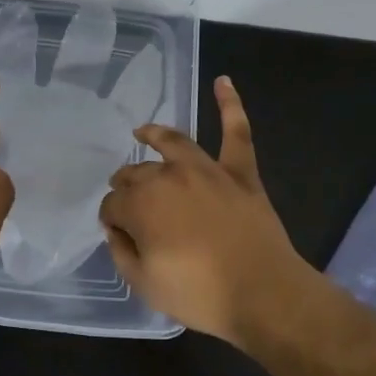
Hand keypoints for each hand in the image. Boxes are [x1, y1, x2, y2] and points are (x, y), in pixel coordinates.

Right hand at [98, 76, 310, 342]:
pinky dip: (230, 105)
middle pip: (137, 174)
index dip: (112, 219)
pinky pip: (236, 133)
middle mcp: (168, 176)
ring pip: (173, 142)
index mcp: (141, 204)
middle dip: (126, 186)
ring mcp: (206, 170)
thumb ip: (121, 252)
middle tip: (126, 201)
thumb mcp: (144, 284)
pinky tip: (224, 81)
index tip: (117, 233)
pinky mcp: (239, 173)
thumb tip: (116, 229)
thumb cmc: (199, 294)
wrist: (263, 294)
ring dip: (155, 135)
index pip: (113, 204)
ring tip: (143, 131)